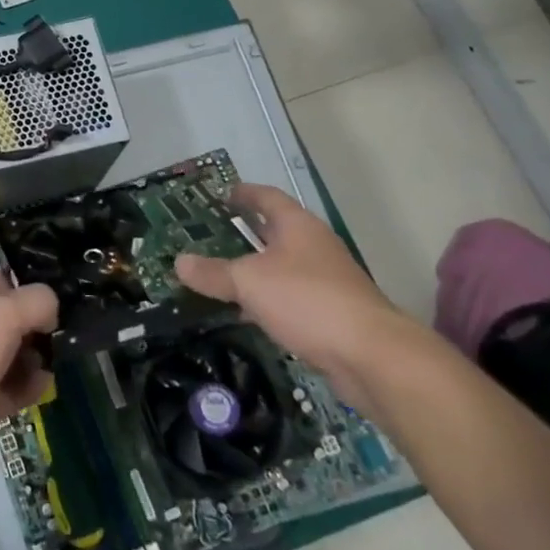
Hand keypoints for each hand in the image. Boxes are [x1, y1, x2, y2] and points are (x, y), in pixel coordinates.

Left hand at [0, 269, 57, 485]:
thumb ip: (37, 302)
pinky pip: (11, 390)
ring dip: (32, 357)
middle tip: (50, 330)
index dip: (2, 282)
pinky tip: (43, 385)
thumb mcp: (5, 311)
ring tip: (49, 359)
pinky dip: (28, 387)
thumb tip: (51, 313)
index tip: (27, 295)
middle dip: (28, 324)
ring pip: (8, 355)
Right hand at [175, 182, 402, 396]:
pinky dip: (267, 299)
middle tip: (211, 235)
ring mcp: (326, 281)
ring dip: (254, 269)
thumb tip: (178, 262)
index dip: (243, 193)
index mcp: (297, 226)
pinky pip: (289, 297)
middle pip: (275, 231)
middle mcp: (314, 247)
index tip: (221, 194)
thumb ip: (213, 273)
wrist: (371, 356)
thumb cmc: (307, 301)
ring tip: (220, 274)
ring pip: (281, 267)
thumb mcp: (249, 282)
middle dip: (246, 232)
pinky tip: (246, 313)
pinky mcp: (330, 313)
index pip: (267, 197)